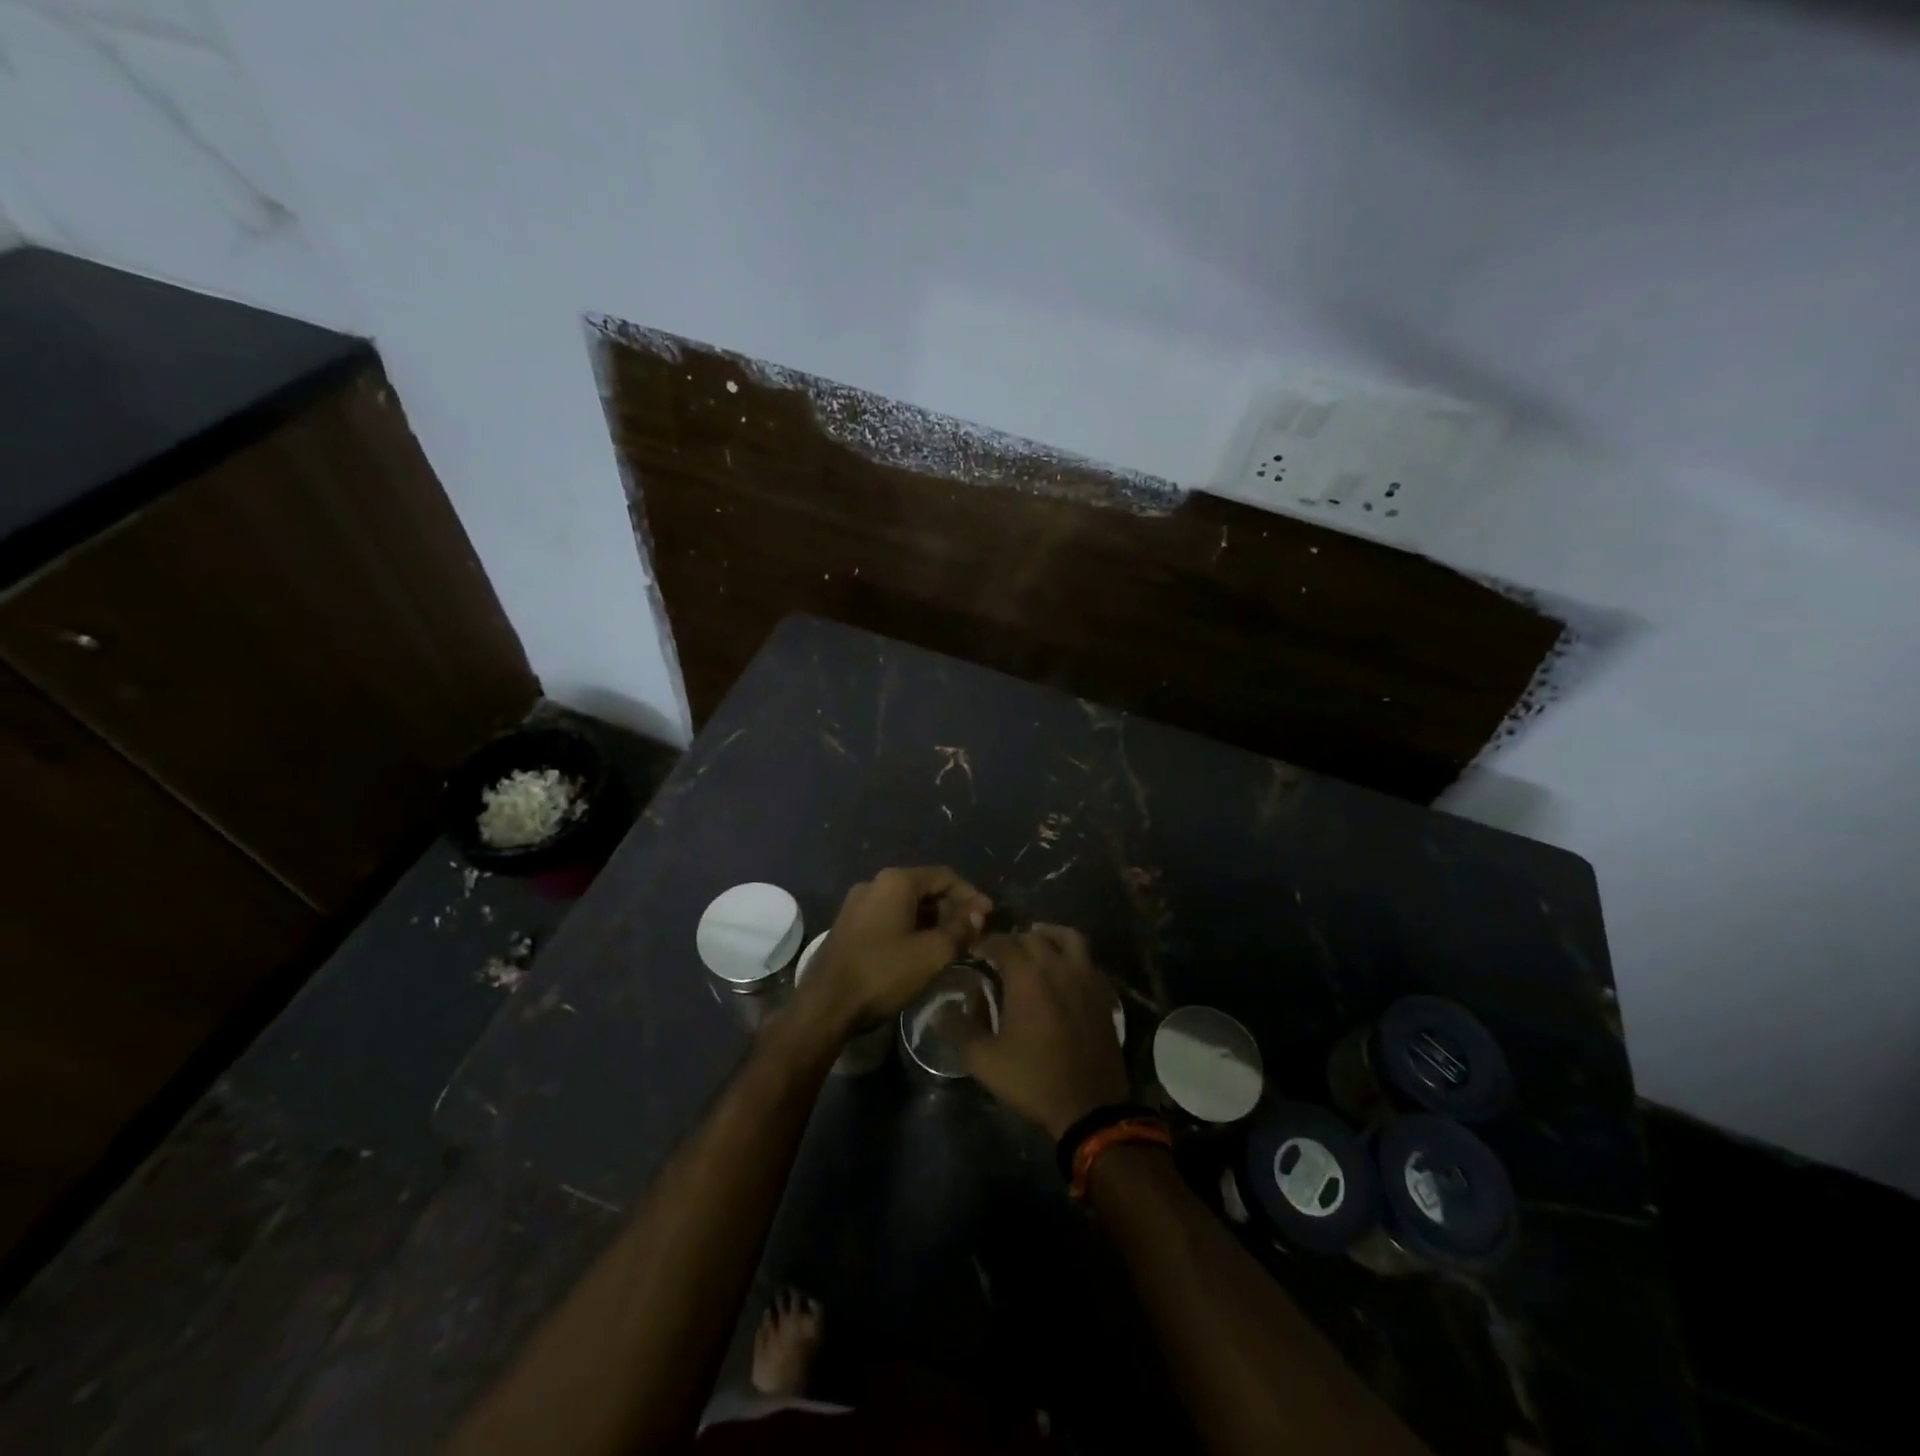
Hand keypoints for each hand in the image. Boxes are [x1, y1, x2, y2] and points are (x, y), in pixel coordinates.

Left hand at [796, 866, 991, 1035]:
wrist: (825, 1005)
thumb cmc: (882, 973)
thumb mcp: (931, 954)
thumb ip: (960, 929)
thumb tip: (979, 913)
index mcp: (895, 881)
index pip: (944, 876)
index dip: (971, 895)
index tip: (989, 917)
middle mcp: (875, 883)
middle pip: (925, 888)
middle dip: (952, 908)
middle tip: (974, 933)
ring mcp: (858, 904)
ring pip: (907, 904)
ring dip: (933, 920)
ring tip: (953, 943)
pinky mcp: (850, 925)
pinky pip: (890, 917)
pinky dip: (912, 928)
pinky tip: (924, 949)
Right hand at [966, 925, 1130, 1138]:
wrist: (1089, 1106)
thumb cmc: (1033, 1079)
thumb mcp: (984, 1059)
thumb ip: (961, 1028)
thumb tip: (944, 1008)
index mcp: (1027, 976)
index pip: (1002, 942)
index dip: (985, 943)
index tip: (973, 952)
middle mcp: (1057, 966)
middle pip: (1033, 937)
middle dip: (1013, 940)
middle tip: (1000, 954)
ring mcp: (1085, 977)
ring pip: (1068, 937)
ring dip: (1048, 935)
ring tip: (1035, 945)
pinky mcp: (1103, 993)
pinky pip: (1087, 960)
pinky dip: (1072, 956)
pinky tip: (1063, 971)